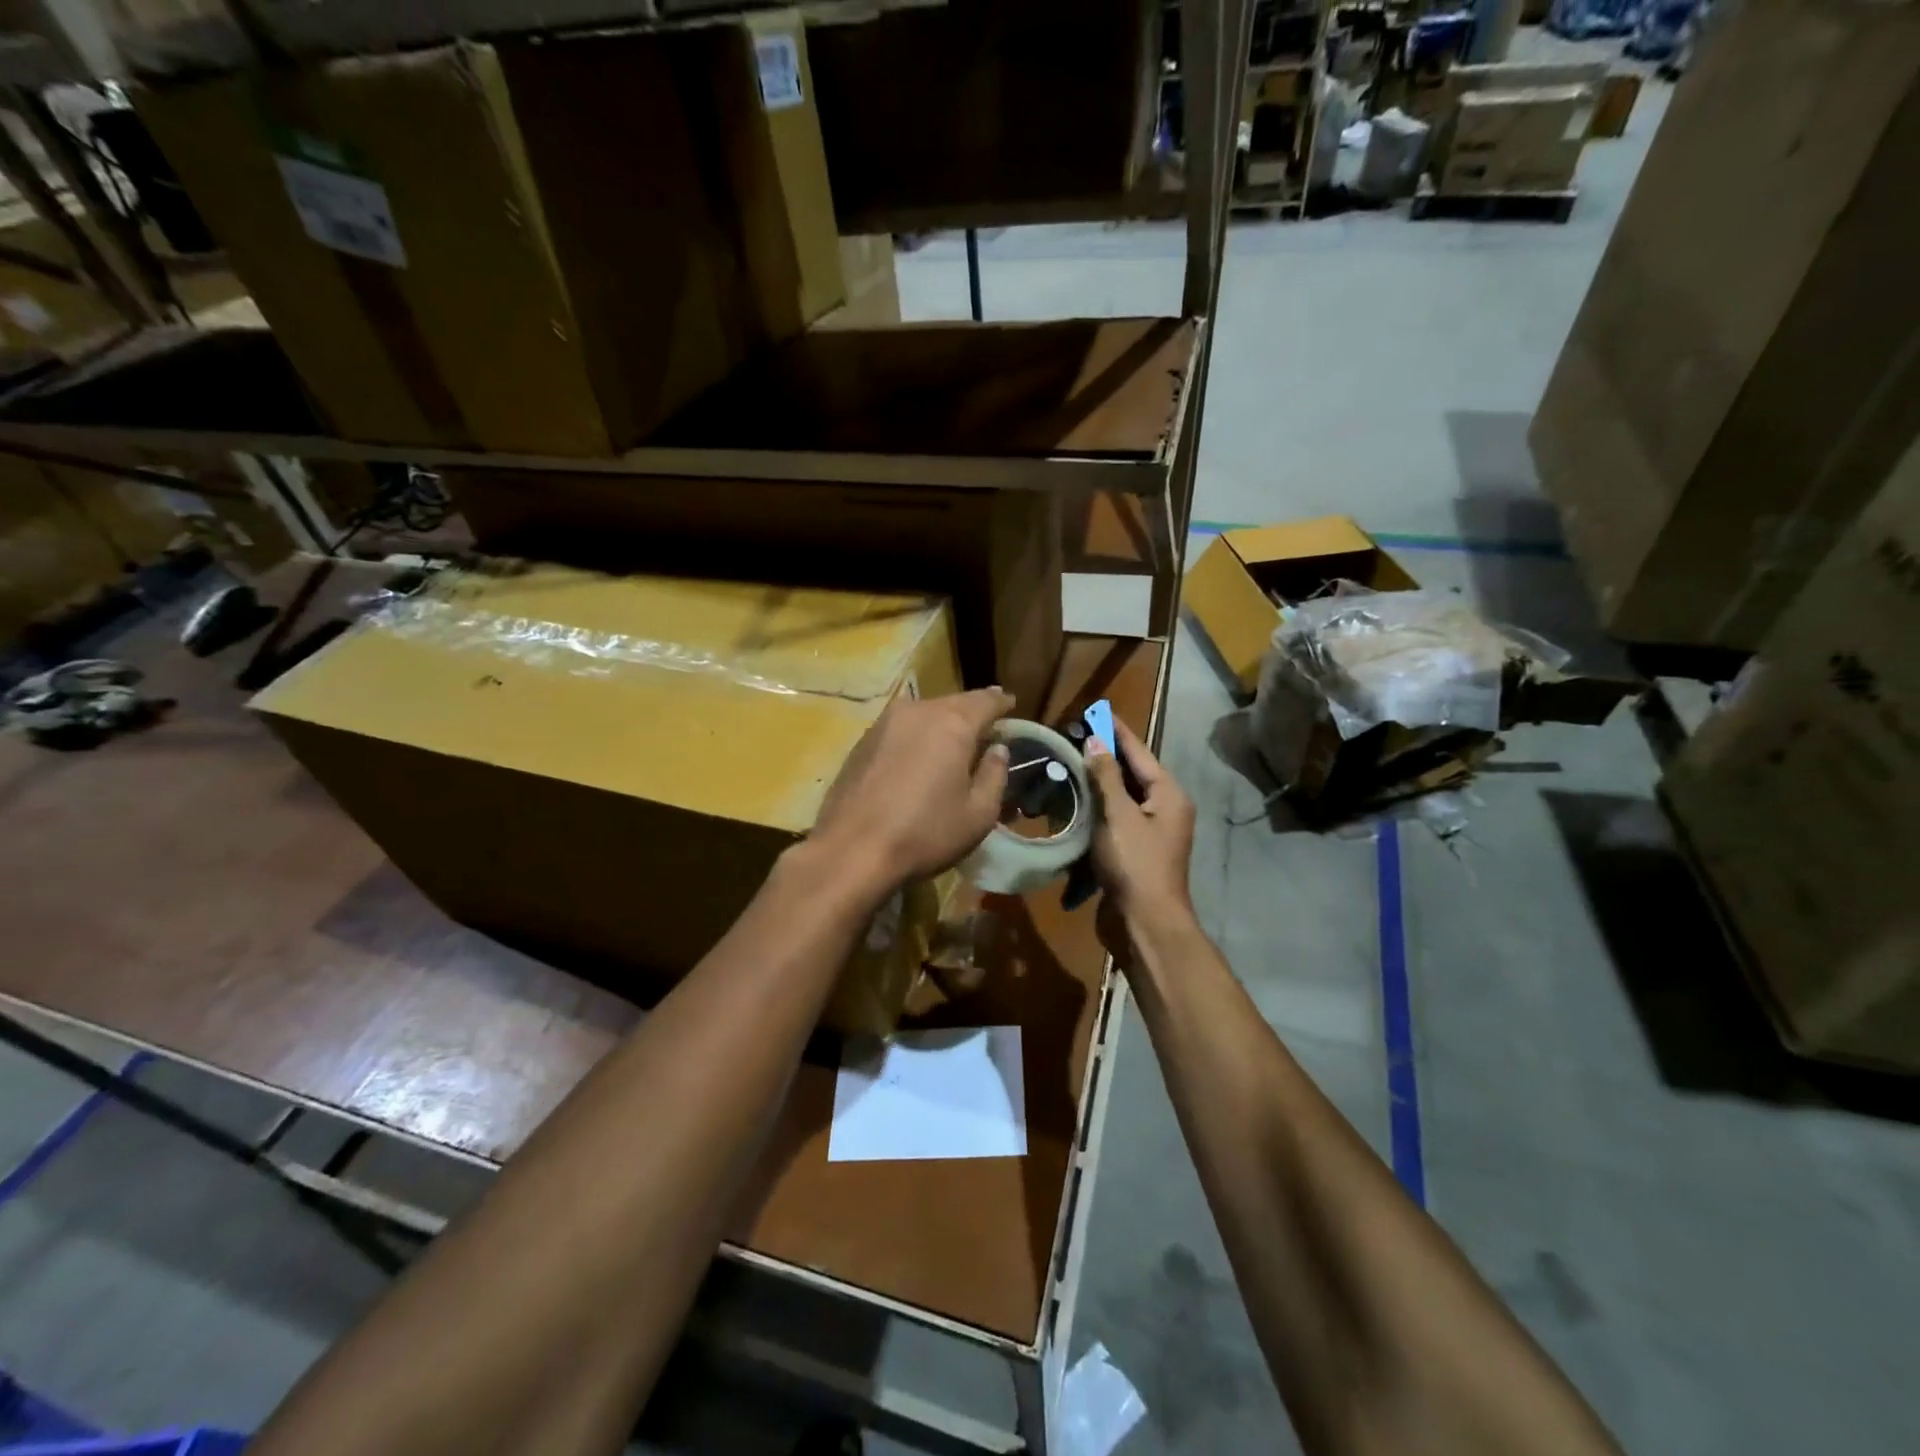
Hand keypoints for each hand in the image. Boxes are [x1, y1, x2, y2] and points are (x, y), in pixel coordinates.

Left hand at [809, 687, 1012, 894]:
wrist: (852, 850)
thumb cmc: (926, 833)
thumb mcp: (979, 813)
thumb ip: (994, 774)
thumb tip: (998, 749)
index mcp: (952, 723)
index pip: (986, 700)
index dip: (1002, 703)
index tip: (1011, 705)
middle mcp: (917, 711)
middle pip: (953, 703)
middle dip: (971, 713)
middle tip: (986, 728)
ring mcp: (884, 723)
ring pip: (923, 714)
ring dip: (941, 725)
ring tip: (953, 744)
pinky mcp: (861, 741)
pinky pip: (900, 730)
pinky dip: (915, 738)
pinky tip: (918, 758)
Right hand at [1086, 718, 1196, 938]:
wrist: (1145, 923)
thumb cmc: (1135, 864)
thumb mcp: (1119, 815)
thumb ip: (1106, 777)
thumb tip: (1095, 741)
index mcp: (1169, 795)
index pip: (1140, 753)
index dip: (1117, 731)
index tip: (1098, 710)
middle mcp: (1165, 809)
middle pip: (1133, 774)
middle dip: (1106, 754)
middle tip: (1076, 734)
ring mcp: (1151, 833)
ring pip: (1122, 797)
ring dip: (1099, 781)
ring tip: (1071, 761)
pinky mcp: (1134, 852)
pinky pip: (1115, 819)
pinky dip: (1098, 808)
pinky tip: (1076, 801)